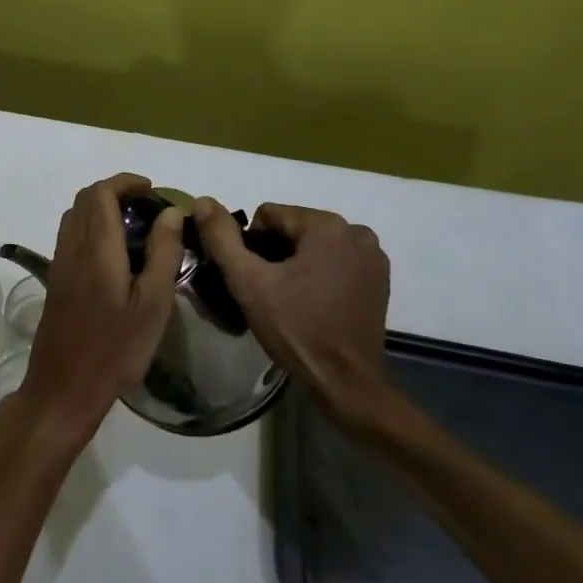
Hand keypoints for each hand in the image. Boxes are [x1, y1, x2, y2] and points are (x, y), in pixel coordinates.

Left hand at [17, 173, 183, 451]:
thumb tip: (172, 212)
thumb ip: (163, 253)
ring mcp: (59, 265)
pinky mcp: (56, 281)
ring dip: (100, 209)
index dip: (125, 182)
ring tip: (135, 226)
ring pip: (75, 217)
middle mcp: (72, 248)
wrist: (64, 387)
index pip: (101, 193)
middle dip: (115, 191)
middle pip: (85, 200)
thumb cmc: (116, 349)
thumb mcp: (152, 304)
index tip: (152, 189)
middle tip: (147, 206)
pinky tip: (115, 254)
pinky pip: (70, 237)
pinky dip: (91, 228)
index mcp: (96, 248)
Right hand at [192, 199, 397, 432]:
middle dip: (275, 253)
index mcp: (326, 225)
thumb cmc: (295, 328)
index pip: (269, 216)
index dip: (251, 245)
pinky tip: (313, 302)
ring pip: (315, 244)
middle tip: (267, 291)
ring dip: (298, 263)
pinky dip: (320, 273)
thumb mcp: (248, 282)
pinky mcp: (379, 278)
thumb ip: (222, 238)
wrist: (345, 381)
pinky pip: (337, 261)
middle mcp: (356, 231)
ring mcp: (373, 255)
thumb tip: (203, 201)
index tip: (253, 278)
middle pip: (294, 228)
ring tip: (289, 299)